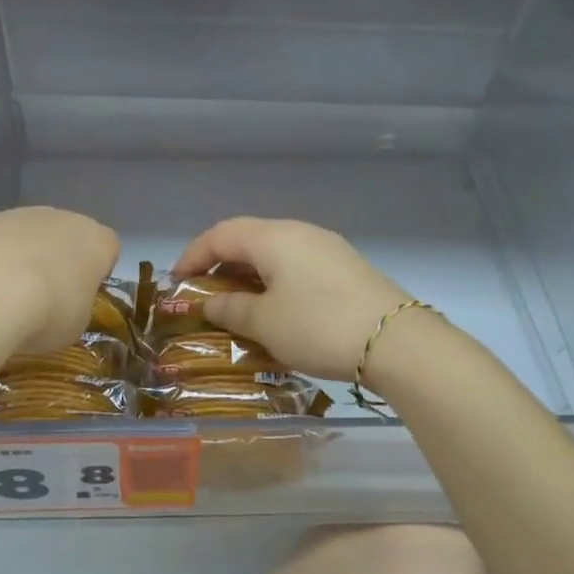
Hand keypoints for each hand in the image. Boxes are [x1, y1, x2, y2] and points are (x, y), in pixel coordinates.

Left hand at [0, 207, 118, 403]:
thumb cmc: (47, 312)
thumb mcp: (76, 324)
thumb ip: (76, 306)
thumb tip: (62, 305)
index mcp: (95, 240)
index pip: (108, 248)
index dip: (97, 272)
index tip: (82, 296)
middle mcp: (58, 217)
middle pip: (63, 235)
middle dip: (55, 261)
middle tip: (43, 299)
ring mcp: (13, 215)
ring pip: (22, 236)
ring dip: (17, 259)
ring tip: (1, 298)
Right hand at [172, 218, 410, 382]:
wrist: (397, 341)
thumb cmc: (318, 326)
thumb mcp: (265, 322)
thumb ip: (231, 308)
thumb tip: (211, 303)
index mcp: (273, 237)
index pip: (220, 235)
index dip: (193, 256)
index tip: (176, 282)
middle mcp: (299, 232)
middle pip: (248, 239)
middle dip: (220, 264)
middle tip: (203, 294)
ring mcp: (327, 248)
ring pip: (274, 253)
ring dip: (248, 274)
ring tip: (235, 304)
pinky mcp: (345, 267)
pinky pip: (296, 266)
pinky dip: (274, 281)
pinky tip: (274, 308)